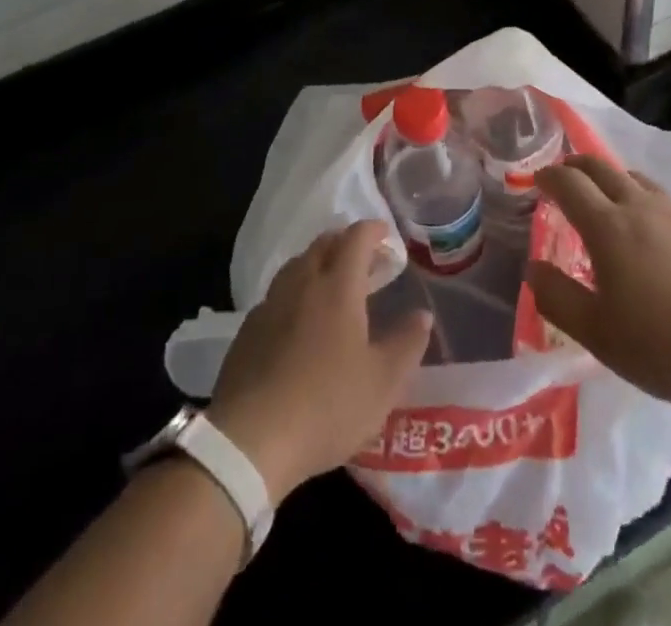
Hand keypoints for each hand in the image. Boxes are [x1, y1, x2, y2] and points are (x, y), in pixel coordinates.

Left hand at [207, 221, 430, 501]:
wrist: (249, 440)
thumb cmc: (327, 406)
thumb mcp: (382, 382)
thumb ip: (407, 344)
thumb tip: (422, 316)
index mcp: (338, 287)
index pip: (356, 238)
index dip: (373, 230)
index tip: (386, 235)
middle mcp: (302, 283)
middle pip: (323, 244)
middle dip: (345, 242)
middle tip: (364, 258)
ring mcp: (271, 304)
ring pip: (297, 266)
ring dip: (318, 263)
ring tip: (332, 283)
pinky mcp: (248, 330)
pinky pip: (277, 294)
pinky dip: (295, 292)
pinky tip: (299, 319)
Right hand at [527, 155, 670, 412]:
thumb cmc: (667, 344)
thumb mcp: (598, 334)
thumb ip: (558, 298)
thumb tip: (533, 268)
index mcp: (608, 226)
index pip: (569, 183)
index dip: (549, 176)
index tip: (536, 179)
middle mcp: (640, 206)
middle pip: (601, 167)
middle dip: (576, 165)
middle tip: (564, 175)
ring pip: (635, 178)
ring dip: (611, 178)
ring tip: (605, 197)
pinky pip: (662, 198)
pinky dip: (642, 198)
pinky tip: (651, 227)